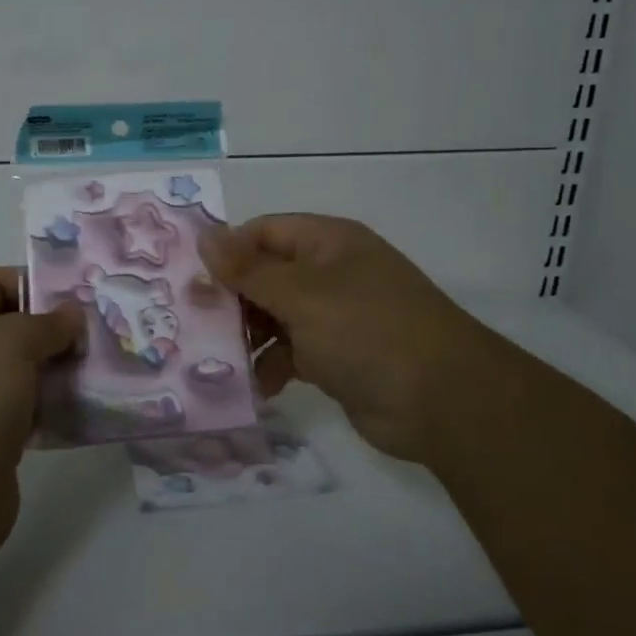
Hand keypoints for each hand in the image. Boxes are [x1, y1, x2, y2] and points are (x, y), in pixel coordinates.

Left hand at [0, 268, 82, 572]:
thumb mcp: (10, 343)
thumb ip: (46, 323)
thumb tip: (71, 315)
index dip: (35, 282)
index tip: (82, 296)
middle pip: (13, 328)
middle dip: (57, 330)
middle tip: (104, 333)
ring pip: (24, 372)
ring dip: (61, 370)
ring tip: (107, 367)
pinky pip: (28, 412)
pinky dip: (55, 408)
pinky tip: (90, 407)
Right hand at [201, 214, 480, 463]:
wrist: (444, 403)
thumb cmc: (368, 331)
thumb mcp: (302, 295)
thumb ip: (248, 269)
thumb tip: (204, 236)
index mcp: (327, 243)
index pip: (263, 232)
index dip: (228, 252)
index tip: (192, 281)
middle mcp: (329, 273)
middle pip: (265, 275)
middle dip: (233, 300)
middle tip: (196, 325)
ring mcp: (334, 316)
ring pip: (274, 316)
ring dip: (248, 337)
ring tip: (219, 360)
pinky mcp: (336, 357)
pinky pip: (290, 352)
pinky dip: (272, 365)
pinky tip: (256, 385)